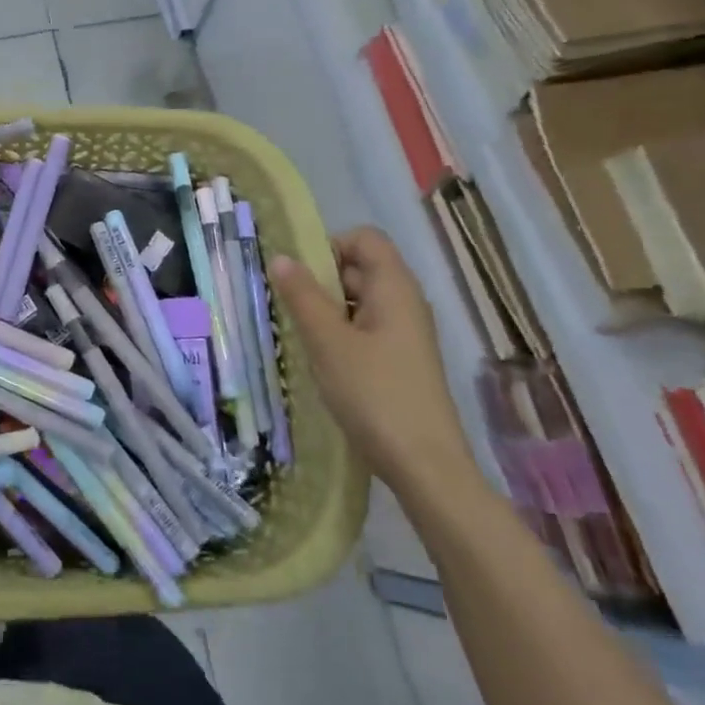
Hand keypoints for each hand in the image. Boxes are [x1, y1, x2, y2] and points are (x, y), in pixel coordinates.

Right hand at [271, 227, 479, 496]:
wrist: (424, 465)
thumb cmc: (374, 394)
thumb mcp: (328, 342)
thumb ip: (302, 296)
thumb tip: (281, 257)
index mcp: (394, 288)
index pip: (364, 239)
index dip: (330, 245)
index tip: (299, 274)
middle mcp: (404, 303)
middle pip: (360, 267)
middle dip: (320, 278)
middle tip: (286, 305)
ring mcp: (404, 333)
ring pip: (358, 300)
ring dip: (325, 308)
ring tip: (298, 334)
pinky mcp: (399, 360)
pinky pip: (364, 328)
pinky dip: (339, 332)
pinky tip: (320, 358)